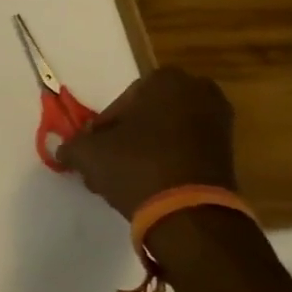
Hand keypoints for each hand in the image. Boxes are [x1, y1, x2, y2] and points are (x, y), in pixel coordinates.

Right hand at [57, 67, 236, 217]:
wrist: (190, 212)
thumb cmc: (135, 165)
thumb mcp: (88, 153)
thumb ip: (71, 146)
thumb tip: (62, 150)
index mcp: (167, 80)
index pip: (122, 100)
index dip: (104, 126)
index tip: (94, 147)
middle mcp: (199, 92)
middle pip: (146, 114)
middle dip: (127, 136)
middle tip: (109, 160)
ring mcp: (219, 123)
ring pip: (166, 132)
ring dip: (145, 149)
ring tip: (126, 176)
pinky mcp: (229, 153)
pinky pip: (186, 149)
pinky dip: (168, 161)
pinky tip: (149, 183)